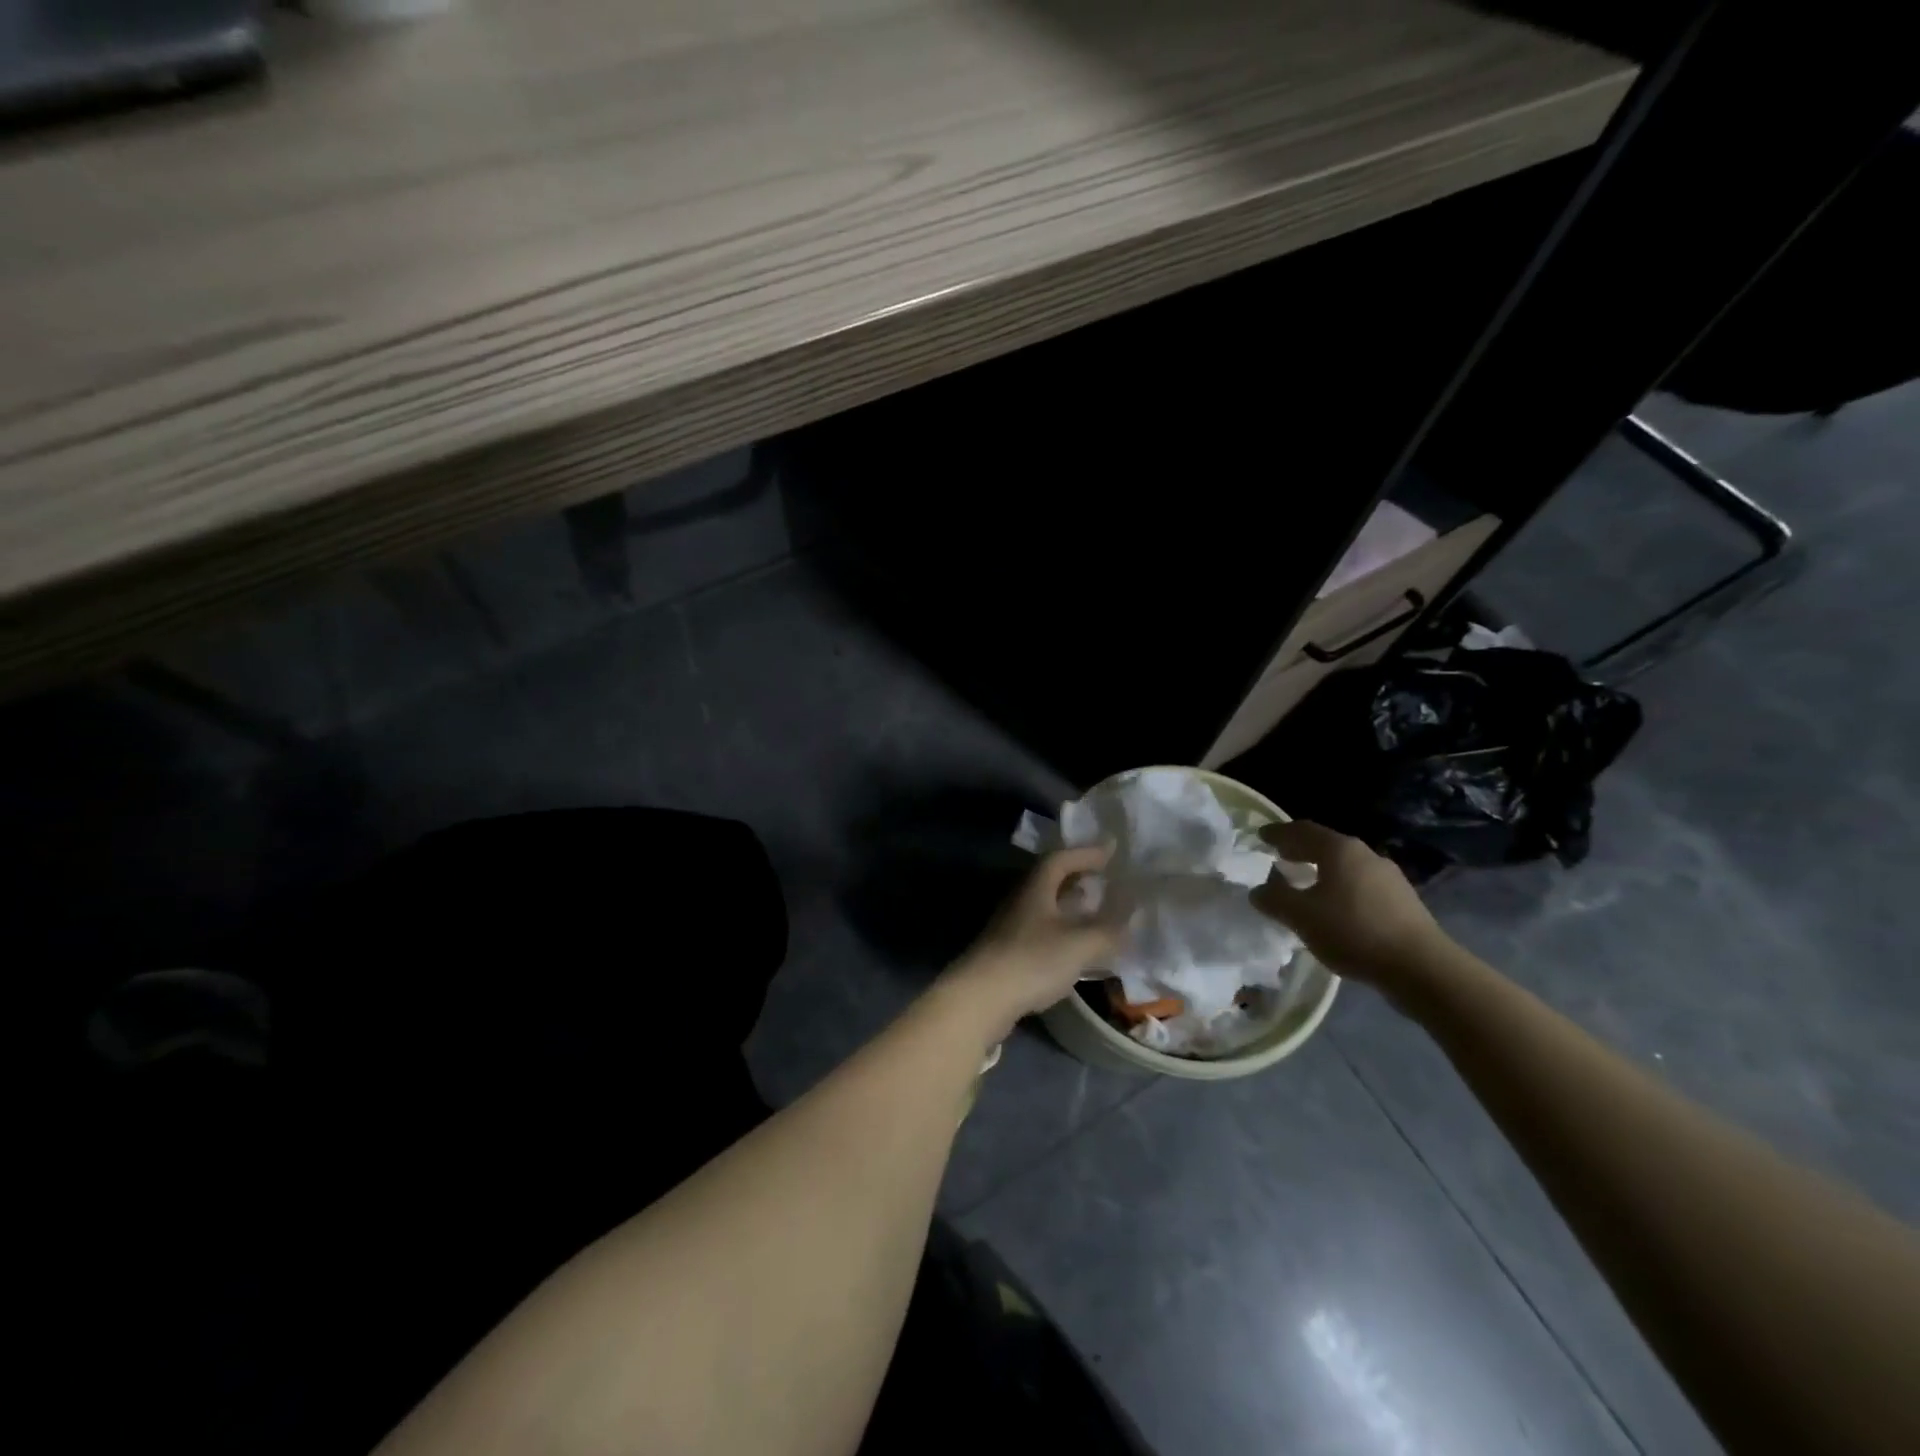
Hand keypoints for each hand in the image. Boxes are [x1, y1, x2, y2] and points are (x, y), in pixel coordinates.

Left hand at [943, 846, 1121, 1032]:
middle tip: (1107, 880)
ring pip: (1047, 908)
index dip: (1087, 853)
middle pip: (1051, 881)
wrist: (980, 998)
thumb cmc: (1031, 960)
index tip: (1112, 851)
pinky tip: (1077, 949)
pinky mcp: (1009, 953)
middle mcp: (1021, 901)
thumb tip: (1132, 918)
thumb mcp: (1079, 944)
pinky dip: (1064, 933)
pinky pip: (1042, 932)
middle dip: (1080, 878)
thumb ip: (1108, 930)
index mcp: (1036, 888)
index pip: (1061, 859)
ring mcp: (1011, 928)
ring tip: (1097, 913)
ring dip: (1072, 907)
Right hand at [1250, 820, 1450, 984]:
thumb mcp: (1301, 917)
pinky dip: (1340, 887)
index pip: (1302, 830)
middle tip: (1279, 856)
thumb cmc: (1353, 931)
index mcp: (1339, 850)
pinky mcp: (1403, 901)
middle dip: (1300, 849)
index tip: (1260, 836)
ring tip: (1305, 883)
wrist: (1421, 967)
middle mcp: (1365, 855)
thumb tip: (1258, 890)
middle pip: (1326, 844)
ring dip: (1321, 869)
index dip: (1278, 832)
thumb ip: (1274, 899)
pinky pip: (1361, 884)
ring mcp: (1389, 877)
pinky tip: (1335, 907)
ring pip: (1345, 865)